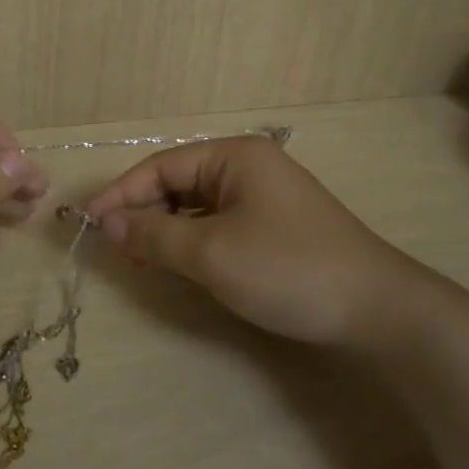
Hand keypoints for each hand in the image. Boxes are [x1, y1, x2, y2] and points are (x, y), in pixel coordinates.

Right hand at [84, 137, 438, 351]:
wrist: (378, 311)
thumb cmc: (288, 269)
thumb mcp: (211, 253)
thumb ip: (152, 235)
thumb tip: (105, 224)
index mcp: (234, 156)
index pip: (161, 166)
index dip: (121, 194)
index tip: (89, 224)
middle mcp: (248, 167)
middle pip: (178, 182)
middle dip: (143, 212)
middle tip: (113, 246)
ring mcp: (264, 197)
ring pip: (197, 206)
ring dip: (166, 229)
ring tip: (139, 256)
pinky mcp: (275, 227)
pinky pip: (218, 224)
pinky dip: (193, 241)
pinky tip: (180, 262)